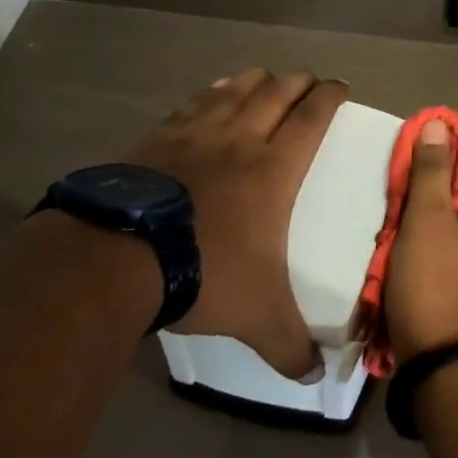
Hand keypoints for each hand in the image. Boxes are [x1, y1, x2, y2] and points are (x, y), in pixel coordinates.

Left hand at [121, 68, 346, 378]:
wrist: (116, 259)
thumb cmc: (204, 273)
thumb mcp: (257, 316)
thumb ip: (289, 346)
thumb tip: (314, 378)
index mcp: (274, 169)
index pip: (312, 118)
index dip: (329, 96)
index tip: (341, 85)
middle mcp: (239, 140)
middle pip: (276, 93)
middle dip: (298, 82)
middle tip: (309, 81)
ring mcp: (193, 136)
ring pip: (234, 90)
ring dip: (255, 80)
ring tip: (264, 78)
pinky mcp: (154, 140)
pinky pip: (191, 105)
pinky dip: (209, 94)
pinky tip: (211, 94)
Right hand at [385, 119, 457, 359]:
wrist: (438, 359)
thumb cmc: (432, 281)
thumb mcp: (428, 219)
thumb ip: (432, 171)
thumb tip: (440, 124)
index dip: (447, 140)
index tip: (414, 133)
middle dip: (426, 176)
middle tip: (392, 175)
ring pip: (444, 216)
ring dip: (417, 208)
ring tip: (387, 207)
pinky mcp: (456, 279)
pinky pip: (436, 243)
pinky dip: (415, 235)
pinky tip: (393, 241)